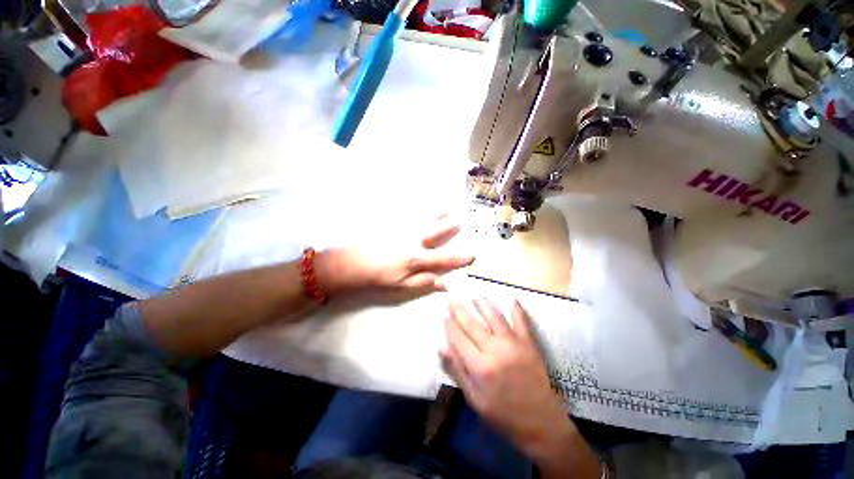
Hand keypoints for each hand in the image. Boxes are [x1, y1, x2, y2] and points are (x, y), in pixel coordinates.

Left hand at [320, 215, 473, 292]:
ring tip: (448, 207)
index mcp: (417, 258)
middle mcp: (413, 240)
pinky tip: (422, 203)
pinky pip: (409, 211)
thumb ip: (424, 283)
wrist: (351, 263)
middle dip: (450, 227)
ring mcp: (402, 228)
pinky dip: (418, 207)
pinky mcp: (391, 222)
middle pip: (436, 232)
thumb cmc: (377, 277)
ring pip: (425, 218)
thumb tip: (445, 284)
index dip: (459, 258)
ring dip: (438, 213)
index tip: (472, 255)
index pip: (443, 258)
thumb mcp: (401, 285)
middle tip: (459, 221)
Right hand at [442, 299, 599, 478]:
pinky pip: (521, 320)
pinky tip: (510, 297)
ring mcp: (514, 344)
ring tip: (474, 296)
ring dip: (482, 304)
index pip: (458, 338)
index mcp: (480, 367)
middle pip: (472, 324)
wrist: (539, 422)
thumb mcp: (473, 398)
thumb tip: (441, 346)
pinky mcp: (529, 343)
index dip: (449, 324)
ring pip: (494, 316)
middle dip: (459, 309)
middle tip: (451, 296)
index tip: (443, 313)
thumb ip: (457, 369)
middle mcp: (495, 350)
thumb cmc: (502, 414)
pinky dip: (516, 308)